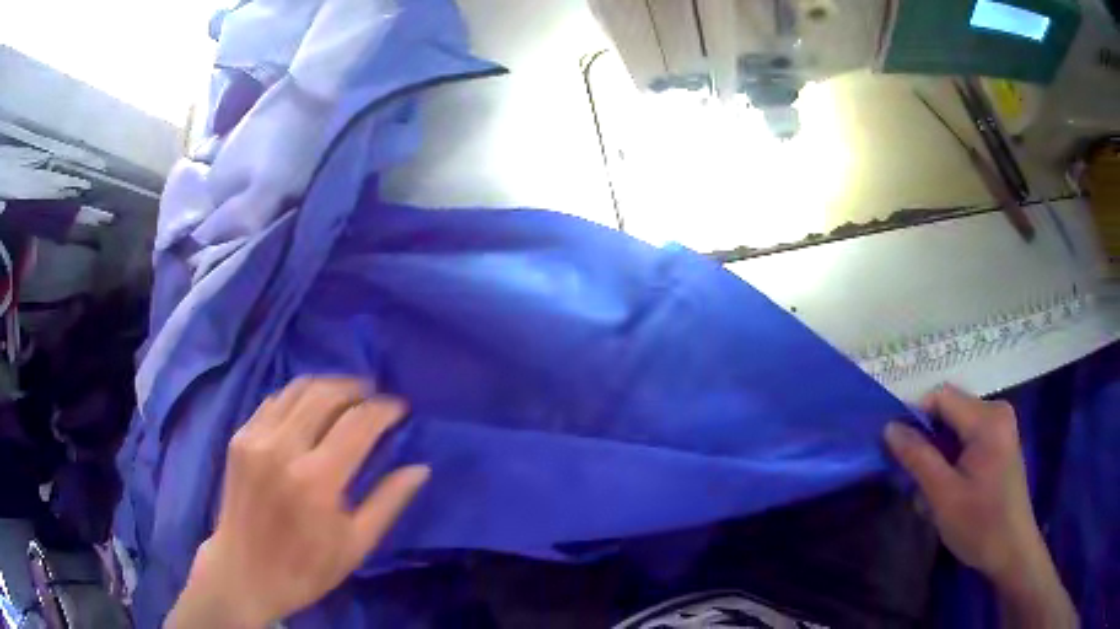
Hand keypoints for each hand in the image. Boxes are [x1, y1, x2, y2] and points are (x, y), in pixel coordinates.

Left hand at [166, 377, 429, 627]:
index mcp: (317, 480)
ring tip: (348, 395)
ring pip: (298, 389)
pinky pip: (274, 400)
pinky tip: (310, 409)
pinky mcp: (240, 437)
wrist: (244, 572)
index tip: (401, 408)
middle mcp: (283, 448)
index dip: (384, 409)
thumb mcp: (356, 545)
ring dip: (328, 385)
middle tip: (376, 396)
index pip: (358, 423)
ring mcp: (256, 438)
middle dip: (357, 388)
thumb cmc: (306, 568)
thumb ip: (388, 502)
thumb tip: (420, 468)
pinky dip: (298, 396)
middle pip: (326, 394)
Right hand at [885, 385, 1074, 627]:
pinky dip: (952, 455)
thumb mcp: (943, 496)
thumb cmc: (979, 525)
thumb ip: (918, 458)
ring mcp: (1001, 426)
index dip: (914, 417)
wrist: (1011, 550)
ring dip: (938, 451)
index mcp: (987, 419)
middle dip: (928, 440)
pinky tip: (949, 485)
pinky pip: (968, 435)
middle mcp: (997, 411)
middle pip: (950, 410)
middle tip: (914, 478)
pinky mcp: (1001, 440)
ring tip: (931, 488)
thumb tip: (889, 427)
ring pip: (956, 425)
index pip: (941, 397)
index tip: (896, 450)